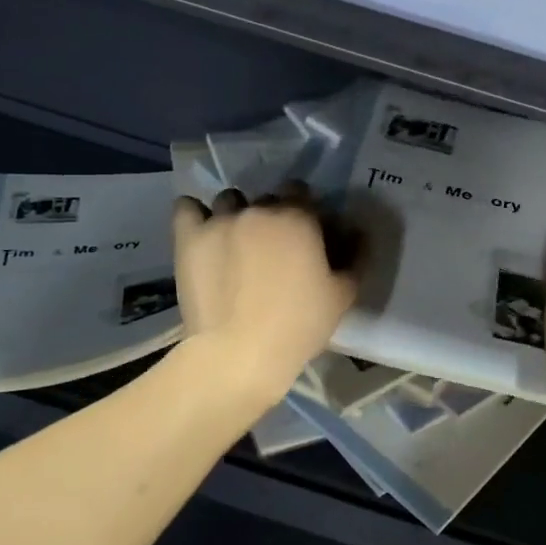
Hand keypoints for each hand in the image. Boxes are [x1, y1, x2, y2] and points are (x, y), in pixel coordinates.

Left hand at [172, 183, 360, 402]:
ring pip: (229, 200)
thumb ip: (356, 256)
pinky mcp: (189, 237)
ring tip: (235, 242)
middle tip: (272, 248)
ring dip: (235, 213)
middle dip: (271, 216)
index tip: (304, 235)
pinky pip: (187, 207)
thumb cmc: (299, 325)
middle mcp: (259, 209)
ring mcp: (220, 220)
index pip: (300, 191)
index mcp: (298, 217)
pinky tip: (202, 232)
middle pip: (266, 198)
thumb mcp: (343, 295)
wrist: (239, 353)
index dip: (303, 210)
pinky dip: (194, 214)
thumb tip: (358, 231)